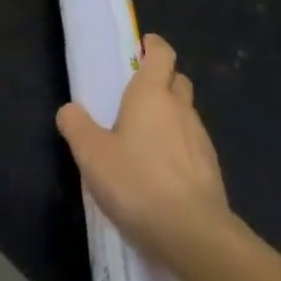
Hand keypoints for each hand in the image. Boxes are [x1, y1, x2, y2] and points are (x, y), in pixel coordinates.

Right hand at [56, 35, 234, 271]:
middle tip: (137, 95)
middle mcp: (181, 108)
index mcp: (152, 94)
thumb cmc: (137, 183)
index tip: (142, 46)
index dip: (153, 46)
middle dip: (162, 80)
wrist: (193, 233)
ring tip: (146, 138)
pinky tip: (163, 170)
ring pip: (186, 113)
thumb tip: (69, 109)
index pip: (161, 54)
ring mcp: (201, 138)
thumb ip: (76, 127)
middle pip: (177, 80)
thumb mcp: (92, 155)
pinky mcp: (211, 168)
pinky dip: (179, 146)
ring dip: (170, 116)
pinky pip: (193, 143)